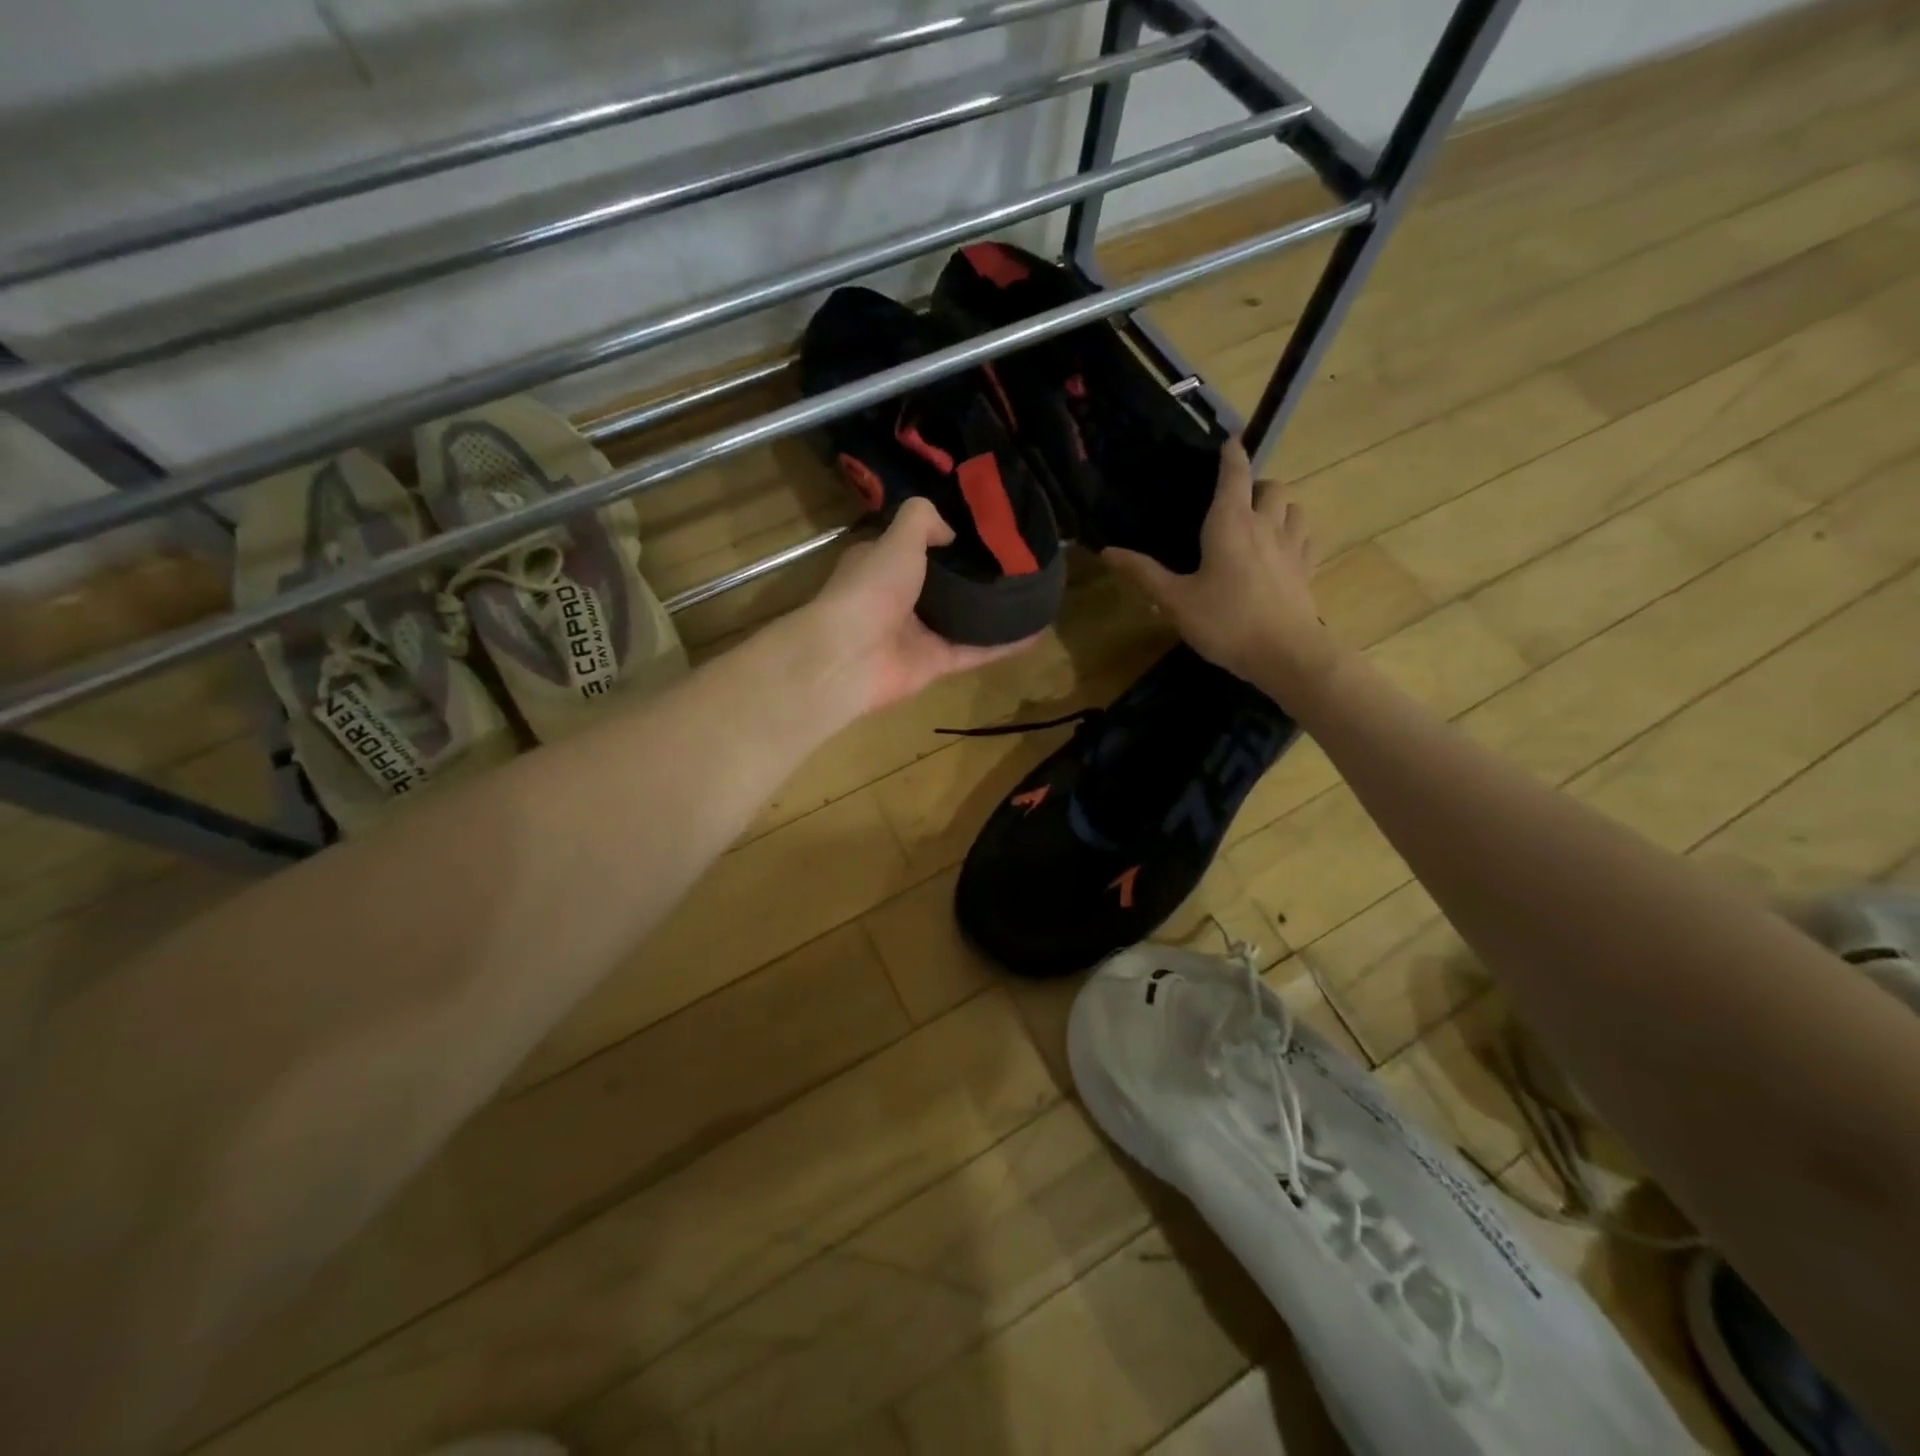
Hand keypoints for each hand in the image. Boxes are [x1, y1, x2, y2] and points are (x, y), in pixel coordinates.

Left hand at [802, 498, 1038, 715]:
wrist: (851, 656)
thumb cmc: (871, 589)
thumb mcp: (897, 539)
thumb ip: (922, 521)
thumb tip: (950, 532)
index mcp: (883, 564)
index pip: (915, 546)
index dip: (945, 537)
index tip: (983, 528)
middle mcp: (900, 598)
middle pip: (945, 584)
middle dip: (976, 574)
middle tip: (1018, 560)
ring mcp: (919, 633)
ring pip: (964, 619)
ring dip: (994, 610)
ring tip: (1033, 594)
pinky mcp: (936, 663)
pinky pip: (977, 651)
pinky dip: (1004, 644)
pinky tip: (1036, 632)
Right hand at [1104, 442, 1337, 697]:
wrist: (1286, 654)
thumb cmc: (1226, 623)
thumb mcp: (1175, 601)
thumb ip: (1143, 573)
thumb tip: (1106, 550)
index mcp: (1230, 523)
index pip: (1234, 473)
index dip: (1230, 453)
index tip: (1227, 441)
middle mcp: (1266, 524)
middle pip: (1271, 485)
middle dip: (1256, 484)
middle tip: (1236, 501)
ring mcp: (1292, 545)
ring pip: (1294, 506)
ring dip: (1279, 506)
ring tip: (1261, 522)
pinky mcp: (1307, 568)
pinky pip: (1306, 537)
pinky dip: (1294, 533)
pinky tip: (1283, 550)